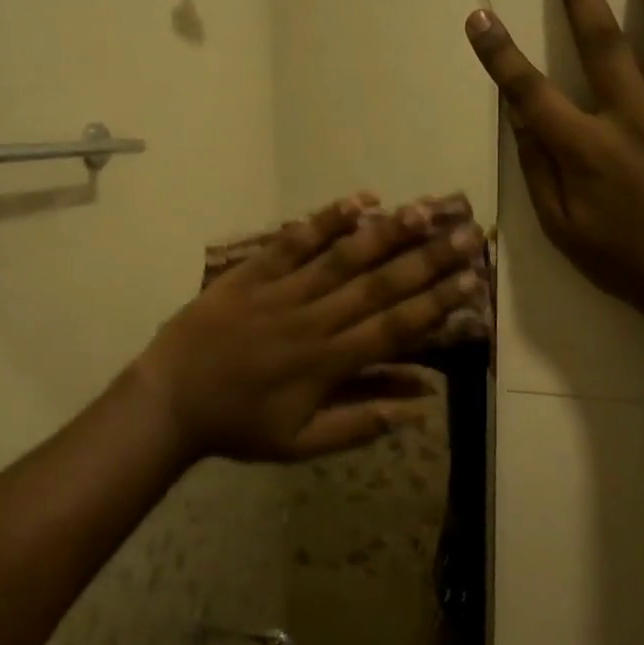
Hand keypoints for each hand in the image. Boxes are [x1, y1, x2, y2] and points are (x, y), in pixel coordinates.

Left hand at [132, 195, 484, 463]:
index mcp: (328, 363)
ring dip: (386, 233)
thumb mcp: (301, 443)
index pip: (395, 327)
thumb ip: (360, 422)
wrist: (170, 400)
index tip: (472, 280)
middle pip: (379, 286)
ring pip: (342, 258)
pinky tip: (357, 201)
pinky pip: (292, 243)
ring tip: (423, 210)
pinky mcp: (251, 274)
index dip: (437, 303)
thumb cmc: (238, 425)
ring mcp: (281, 293)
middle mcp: (313, 321)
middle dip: (427, 260)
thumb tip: (419, 402)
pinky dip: (324, 221)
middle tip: (467, 234)